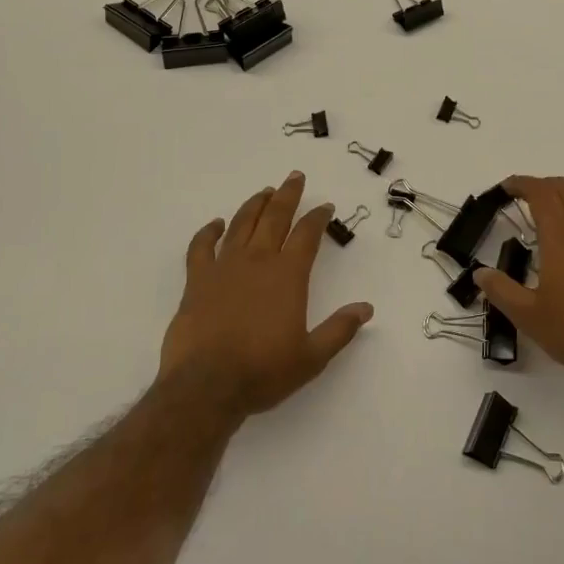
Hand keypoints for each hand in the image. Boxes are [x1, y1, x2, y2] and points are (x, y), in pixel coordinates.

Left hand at [159, 171, 373, 419]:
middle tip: (296, 177)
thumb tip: (366, 308)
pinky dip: (209, 231)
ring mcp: (224, 267)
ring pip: (241, 224)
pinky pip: (201, 246)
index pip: (307, 235)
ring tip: (264, 191)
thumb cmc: (263, 371)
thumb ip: (339, 330)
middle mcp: (258, 261)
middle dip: (288, 195)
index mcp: (288, 275)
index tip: (326, 206)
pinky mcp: (197, 280)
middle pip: (275, 217)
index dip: (318, 217)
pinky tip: (216, 224)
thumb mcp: (311, 357)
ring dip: (254, 204)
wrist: (206, 386)